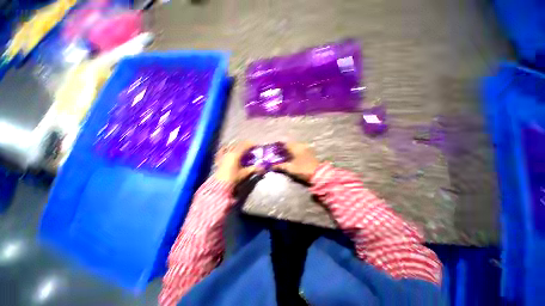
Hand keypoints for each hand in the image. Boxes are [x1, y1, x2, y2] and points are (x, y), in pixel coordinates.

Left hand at [214, 142, 259, 183]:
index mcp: (237, 154)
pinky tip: (227, 148)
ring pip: (231, 146)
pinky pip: (222, 150)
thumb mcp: (245, 173)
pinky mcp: (219, 158)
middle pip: (239, 144)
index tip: (257, 146)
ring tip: (242, 150)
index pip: (246, 145)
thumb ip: (254, 168)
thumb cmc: (234, 178)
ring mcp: (223, 154)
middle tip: (251, 148)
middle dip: (246, 145)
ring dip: (238, 146)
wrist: (221, 185)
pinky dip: (226, 148)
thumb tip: (263, 167)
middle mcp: (229, 152)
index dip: (252, 145)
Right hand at [273, 142, 320, 181]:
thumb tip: (272, 166)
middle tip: (279, 153)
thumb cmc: (302, 169)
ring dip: (290, 149)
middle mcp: (301, 145)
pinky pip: (300, 149)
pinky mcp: (310, 152)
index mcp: (296, 147)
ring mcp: (306, 148)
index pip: (285, 143)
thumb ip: (281, 166)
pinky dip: (296, 151)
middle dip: (285, 147)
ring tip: (285, 155)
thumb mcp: (290, 168)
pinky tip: (293, 156)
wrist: (318, 173)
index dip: (279, 145)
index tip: (275, 149)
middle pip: (291, 144)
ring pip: (296, 146)